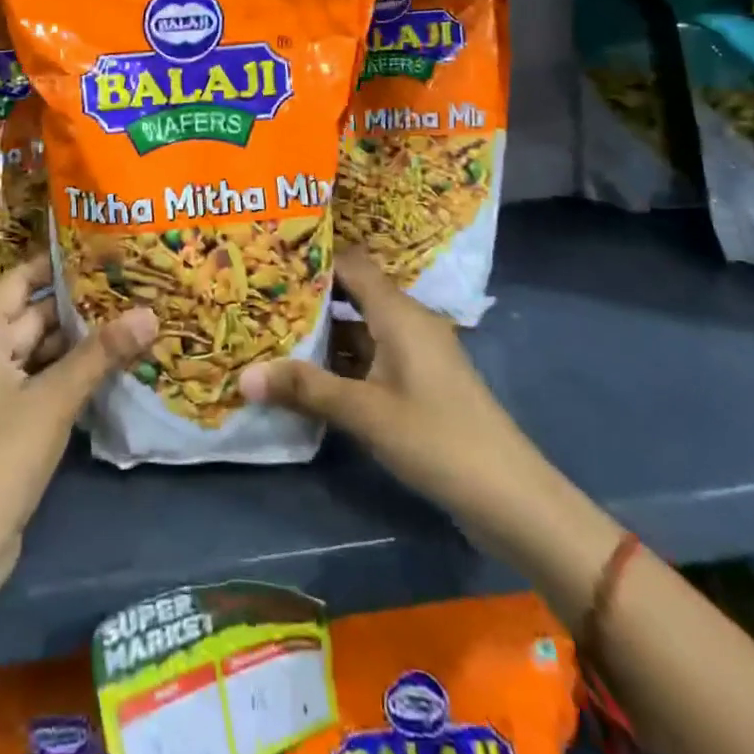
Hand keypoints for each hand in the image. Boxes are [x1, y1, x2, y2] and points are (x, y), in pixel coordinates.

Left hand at [0, 254, 156, 582]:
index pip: (17, 281)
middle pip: (29, 317)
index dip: (54, 264)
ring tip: (123, 322)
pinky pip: (33, 380)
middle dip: (75, 306)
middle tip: (124, 287)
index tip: (96, 249)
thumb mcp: (55, 398)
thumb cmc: (1, 456)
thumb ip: (102, 353)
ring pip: (34, 351)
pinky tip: (102, 368)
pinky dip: (63, 372)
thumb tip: (150, 312)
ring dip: (74, 342)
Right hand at [239, 245, 530, 528]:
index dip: (312, 257)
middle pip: (352, 293)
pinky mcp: (418, 381)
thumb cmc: (436, 439)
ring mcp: (415, 352)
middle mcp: (407, 321)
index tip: (270, 258)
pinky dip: (341, 358)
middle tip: (261, 296)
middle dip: (310, 296)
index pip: (350, 263)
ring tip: (272, 330)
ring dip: (323, 331)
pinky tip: (309, 372)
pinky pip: (371, 354)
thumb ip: (305, 389)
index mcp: (398, 312)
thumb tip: (243, 376)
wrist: (511, 496)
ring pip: (360, 327)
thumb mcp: (364, 413)